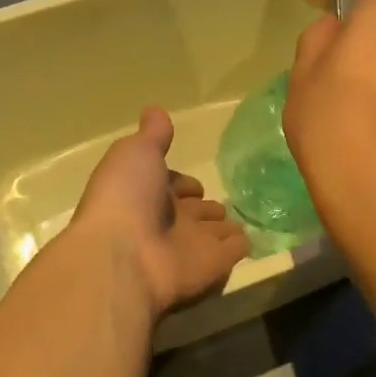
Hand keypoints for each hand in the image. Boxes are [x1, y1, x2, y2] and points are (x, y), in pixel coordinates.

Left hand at [70, 107, 250, 315]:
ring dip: (223, 228)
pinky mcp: (212, 265)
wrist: (124, 258)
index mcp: (144, 193)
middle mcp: (166, 221)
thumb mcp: (136, 152)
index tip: (194, 184)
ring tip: (240, 221)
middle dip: (204, 208)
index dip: (180, 183)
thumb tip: (156, 110)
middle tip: (222, 204)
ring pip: (211, 233)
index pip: (169, 186)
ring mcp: (189, 245)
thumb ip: (153, 135)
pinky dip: (241, 245)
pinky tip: (251, 239)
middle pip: (191, 213)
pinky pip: (231, 252)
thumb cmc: (126, 198)